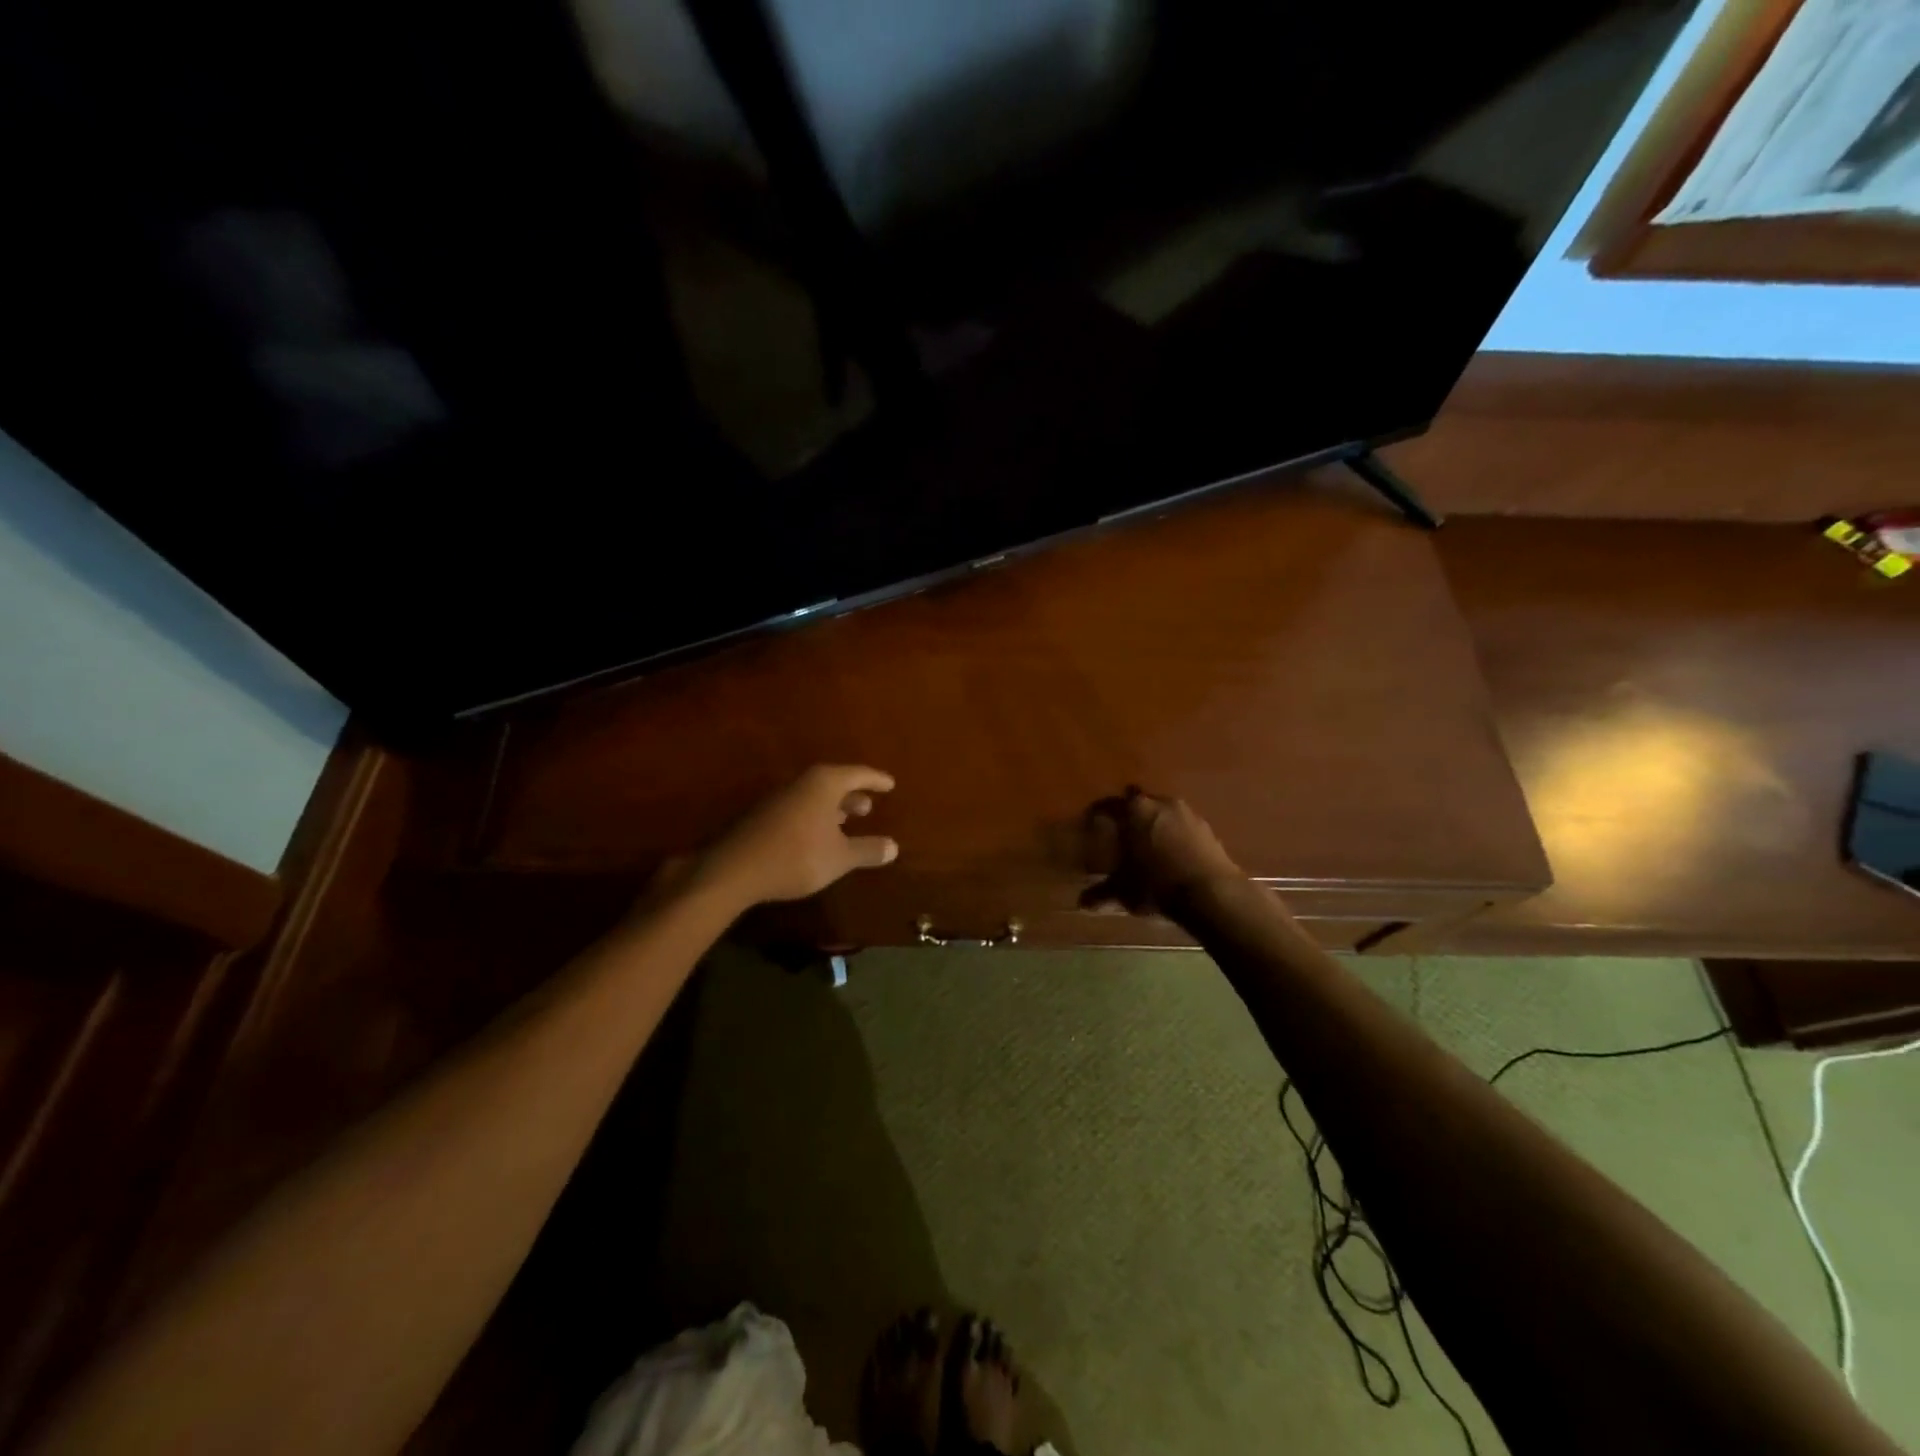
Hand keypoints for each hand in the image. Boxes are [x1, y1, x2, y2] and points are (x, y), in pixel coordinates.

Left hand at [698, 765, 898, 906]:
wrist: (734, 869)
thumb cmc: (797, 856)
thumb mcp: (840, 858)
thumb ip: (867, 850)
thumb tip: (893, 846)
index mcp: (824, 784)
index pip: (857, 774)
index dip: (876, 780)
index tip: (890, 784)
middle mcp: (801, 783)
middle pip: (833, 783)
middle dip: (852, 795)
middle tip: (867, 807)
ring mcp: (778, 798)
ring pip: (813, 797)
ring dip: (831, 808)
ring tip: (845, 823)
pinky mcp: (762, 816)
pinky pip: (798, 808)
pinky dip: (813, 817)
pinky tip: (816, 837)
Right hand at [1081, 787, 1242, 917]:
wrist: (1210, 892)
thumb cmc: (1156, 883)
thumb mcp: (1123, 890)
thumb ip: (1101, 893)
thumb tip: (1082, 903)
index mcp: (1135, 810)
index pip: (1109, 804)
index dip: (1099, 813)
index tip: (1093, 822)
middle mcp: (1161, 803)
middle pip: (1140, 802)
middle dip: (1132, 815)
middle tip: (1124, 833)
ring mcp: (1189, 814)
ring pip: (1165, 812)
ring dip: (1157, 824)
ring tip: (1150, 845)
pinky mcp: (1209, 829)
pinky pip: (1185, 827)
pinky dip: (1178, 836)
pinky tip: (1174, 855)